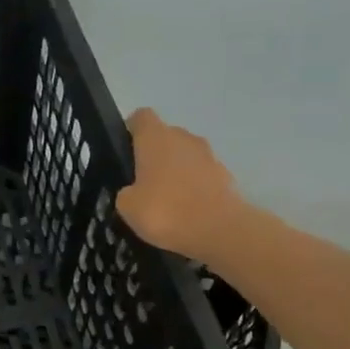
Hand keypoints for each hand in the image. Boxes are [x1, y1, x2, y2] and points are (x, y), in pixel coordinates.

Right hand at [116, 108, 250, 259]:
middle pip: (164, 136)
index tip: (124, 152)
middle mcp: (183, 138)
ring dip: (175, 171)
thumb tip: (134, 191)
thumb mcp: (127, 206)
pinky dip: (193, 187)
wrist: (219, 231)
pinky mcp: (225, 175)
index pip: (141, 117)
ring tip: (164, 200)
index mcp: (156, 137)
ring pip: (185, 156)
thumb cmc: (165, 210)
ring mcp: (208, 155)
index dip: (130, 130)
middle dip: (153, 154)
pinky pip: (201, 175)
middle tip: (141, 182)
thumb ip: (126, 192)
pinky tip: (185, 211)